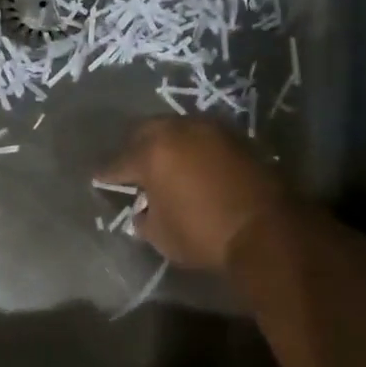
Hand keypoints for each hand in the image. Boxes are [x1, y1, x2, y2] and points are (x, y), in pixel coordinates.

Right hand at [99, 118, 290, 270]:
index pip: (118, 162)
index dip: (106, 174)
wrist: (267, 229)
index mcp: (152, 153)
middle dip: (134, 148)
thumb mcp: (162, 236)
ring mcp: (210, 130)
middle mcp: (178, 131)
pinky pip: (202, 137)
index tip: (98, 178)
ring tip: (162, 163)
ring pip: (176, 129)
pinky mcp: (237, 138)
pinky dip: (191, 148)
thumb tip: (144, 211)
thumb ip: (145, 219)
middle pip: (145, 132)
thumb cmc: (204, 234)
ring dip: (166, 143)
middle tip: (131, 166)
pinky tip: (191, 165)